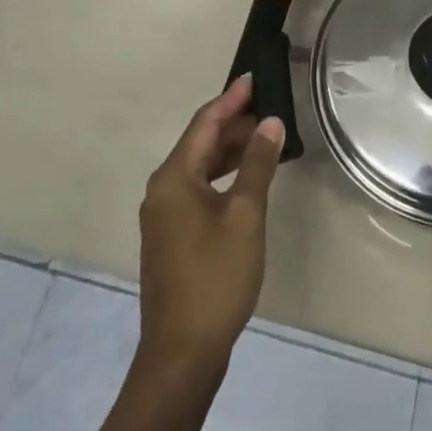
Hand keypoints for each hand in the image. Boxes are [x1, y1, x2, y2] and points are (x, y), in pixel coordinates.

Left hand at [137, 76, 284, 372]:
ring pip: (199, 168)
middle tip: (269, 108)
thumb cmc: (215, 277)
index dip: (231, 100)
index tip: (254, 78)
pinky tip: (247, 180)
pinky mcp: (171, 236)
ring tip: (265, 139)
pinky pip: (198, 190)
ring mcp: (164, 215)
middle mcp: (162, 189)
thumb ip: (257, 165)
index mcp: (174, 178)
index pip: (204, 123)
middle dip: (233, 124)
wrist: (182, 352)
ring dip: (229, 151)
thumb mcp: (245, 216)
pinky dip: (222, 176)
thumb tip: (269, 123)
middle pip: (199, 143)